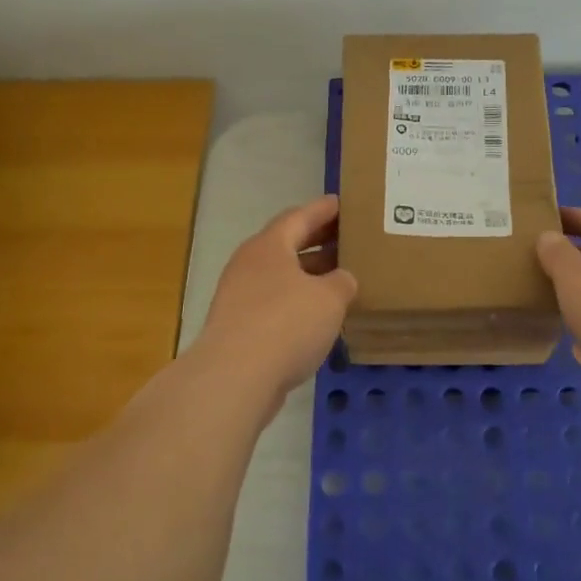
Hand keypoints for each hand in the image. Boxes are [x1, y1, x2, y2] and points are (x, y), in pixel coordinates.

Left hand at [192, 195, 357, 413]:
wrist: (234, 378)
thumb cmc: (286, 324)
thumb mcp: (329, 298)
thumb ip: (342, 282)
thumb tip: (341, 280)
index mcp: (269, 246)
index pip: (299, 216)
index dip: (322, 210)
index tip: (341, 203)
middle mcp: (249, 264)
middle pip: (286, 245)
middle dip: (317, 241)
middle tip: (346, 238)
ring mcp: (239, 296)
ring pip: (280, 276)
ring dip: (308, 275)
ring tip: (338, 278)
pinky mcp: (238, 327)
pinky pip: (274, 304)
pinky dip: (297, 303)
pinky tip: (318, 317)